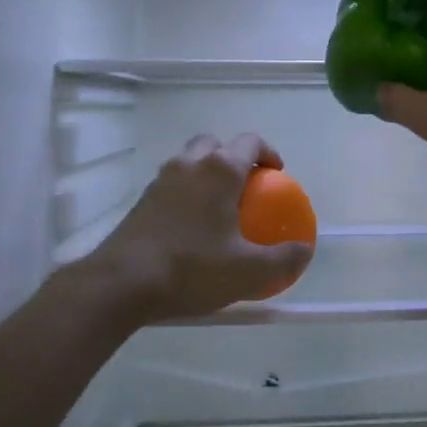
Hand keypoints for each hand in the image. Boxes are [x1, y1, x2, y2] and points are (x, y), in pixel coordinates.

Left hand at [83, 133, 314, 323]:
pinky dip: (187, 193)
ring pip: (189, 161)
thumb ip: (282, 259)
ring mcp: (161, 180)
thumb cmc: (191, 269)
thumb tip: (305, 250)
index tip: (277, 174)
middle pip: (215, 145)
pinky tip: (192, 227)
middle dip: (233, 157)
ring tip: (219, 206)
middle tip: (246, 186)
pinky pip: (172, 184)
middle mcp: (189, 164)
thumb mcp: (248, 271)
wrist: (121, 283)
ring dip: (207, 173)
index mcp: (220, 170)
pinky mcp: (141, 201)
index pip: (250, 142)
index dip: (268, 153)